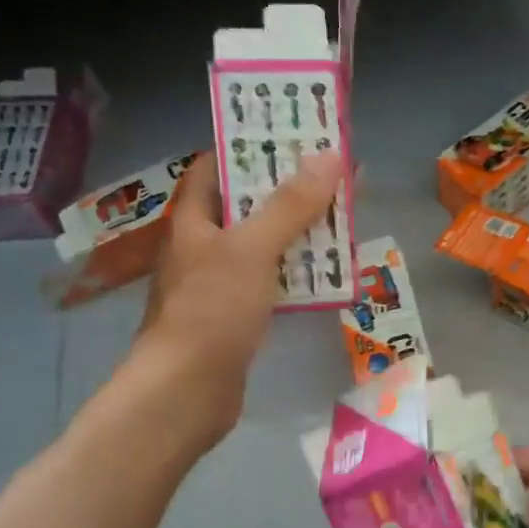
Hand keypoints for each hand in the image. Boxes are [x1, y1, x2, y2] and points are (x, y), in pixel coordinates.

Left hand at [127, 149, 341, 444]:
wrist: (187, 392)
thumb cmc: (211, 311)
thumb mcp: (252, 249)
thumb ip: (290, 205)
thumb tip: (330, 156)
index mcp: (195, 220)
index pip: (214, 167)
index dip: (248, 147)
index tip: (290, 135)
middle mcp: (204, 246)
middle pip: (246, 205)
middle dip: (287, 189)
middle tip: (332, 174)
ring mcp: (220, 283)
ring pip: (264, 245)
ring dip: (299, 232)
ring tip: (341, 216)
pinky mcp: (237, 316)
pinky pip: (272, 281)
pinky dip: (298, 272)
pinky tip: (330, 272)